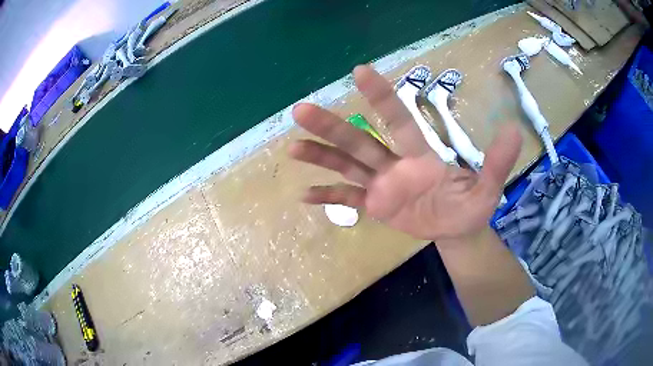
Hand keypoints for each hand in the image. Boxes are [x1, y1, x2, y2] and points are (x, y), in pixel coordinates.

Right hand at [290, 65, 521, 241]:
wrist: (458, 229)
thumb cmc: (472, 206)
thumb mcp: (489, 187)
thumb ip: (498, 161)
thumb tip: (514, 129)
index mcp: (420, 155)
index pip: (398, 120)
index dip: (381, 97)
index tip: (360, 71)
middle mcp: (395, 164)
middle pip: (360, 140)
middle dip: (332, 126)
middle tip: (301, 110)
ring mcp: (382, 185)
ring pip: (346, 165)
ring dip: (320, 157)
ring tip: (292, 149)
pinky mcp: (376, 206)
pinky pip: (348, 198)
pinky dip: (328, 196)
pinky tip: (304, 195)